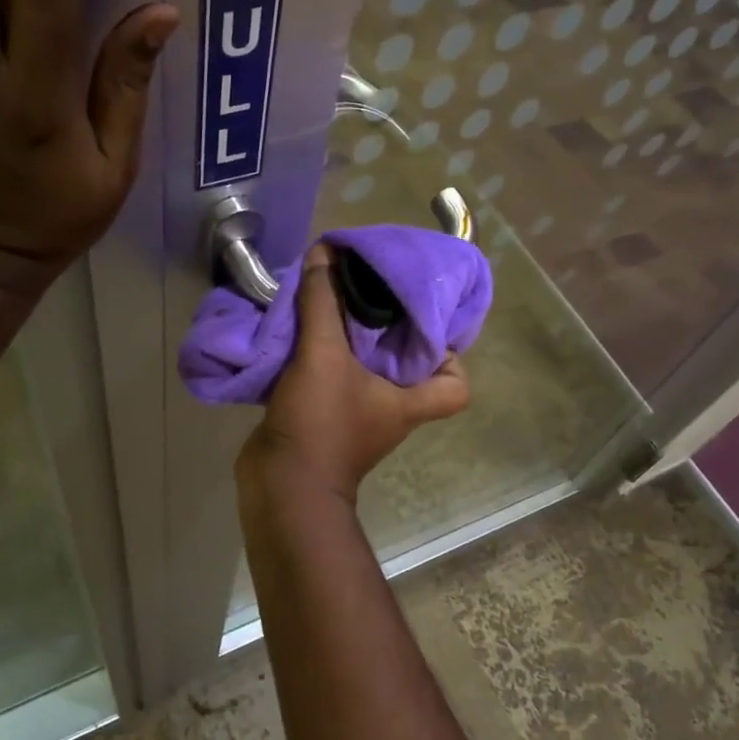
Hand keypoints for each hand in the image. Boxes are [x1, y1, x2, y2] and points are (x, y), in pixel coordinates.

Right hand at [239, 245, 470, 502]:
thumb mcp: (323, 356)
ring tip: (334, 305)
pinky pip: (329, 381)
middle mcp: (389, 411)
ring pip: (363, 372)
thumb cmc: (321, 424)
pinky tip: (301, 332)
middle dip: (389, 332)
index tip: (425, 323)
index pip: (457, 386)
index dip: (452, 356)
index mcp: (408, 402)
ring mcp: (356, 418)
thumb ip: (323, 303)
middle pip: (406, 369)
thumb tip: (325, 253)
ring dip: (349, 342)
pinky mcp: (323, 421)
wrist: (281, 486)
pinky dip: (319, 358)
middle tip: (372, 295)